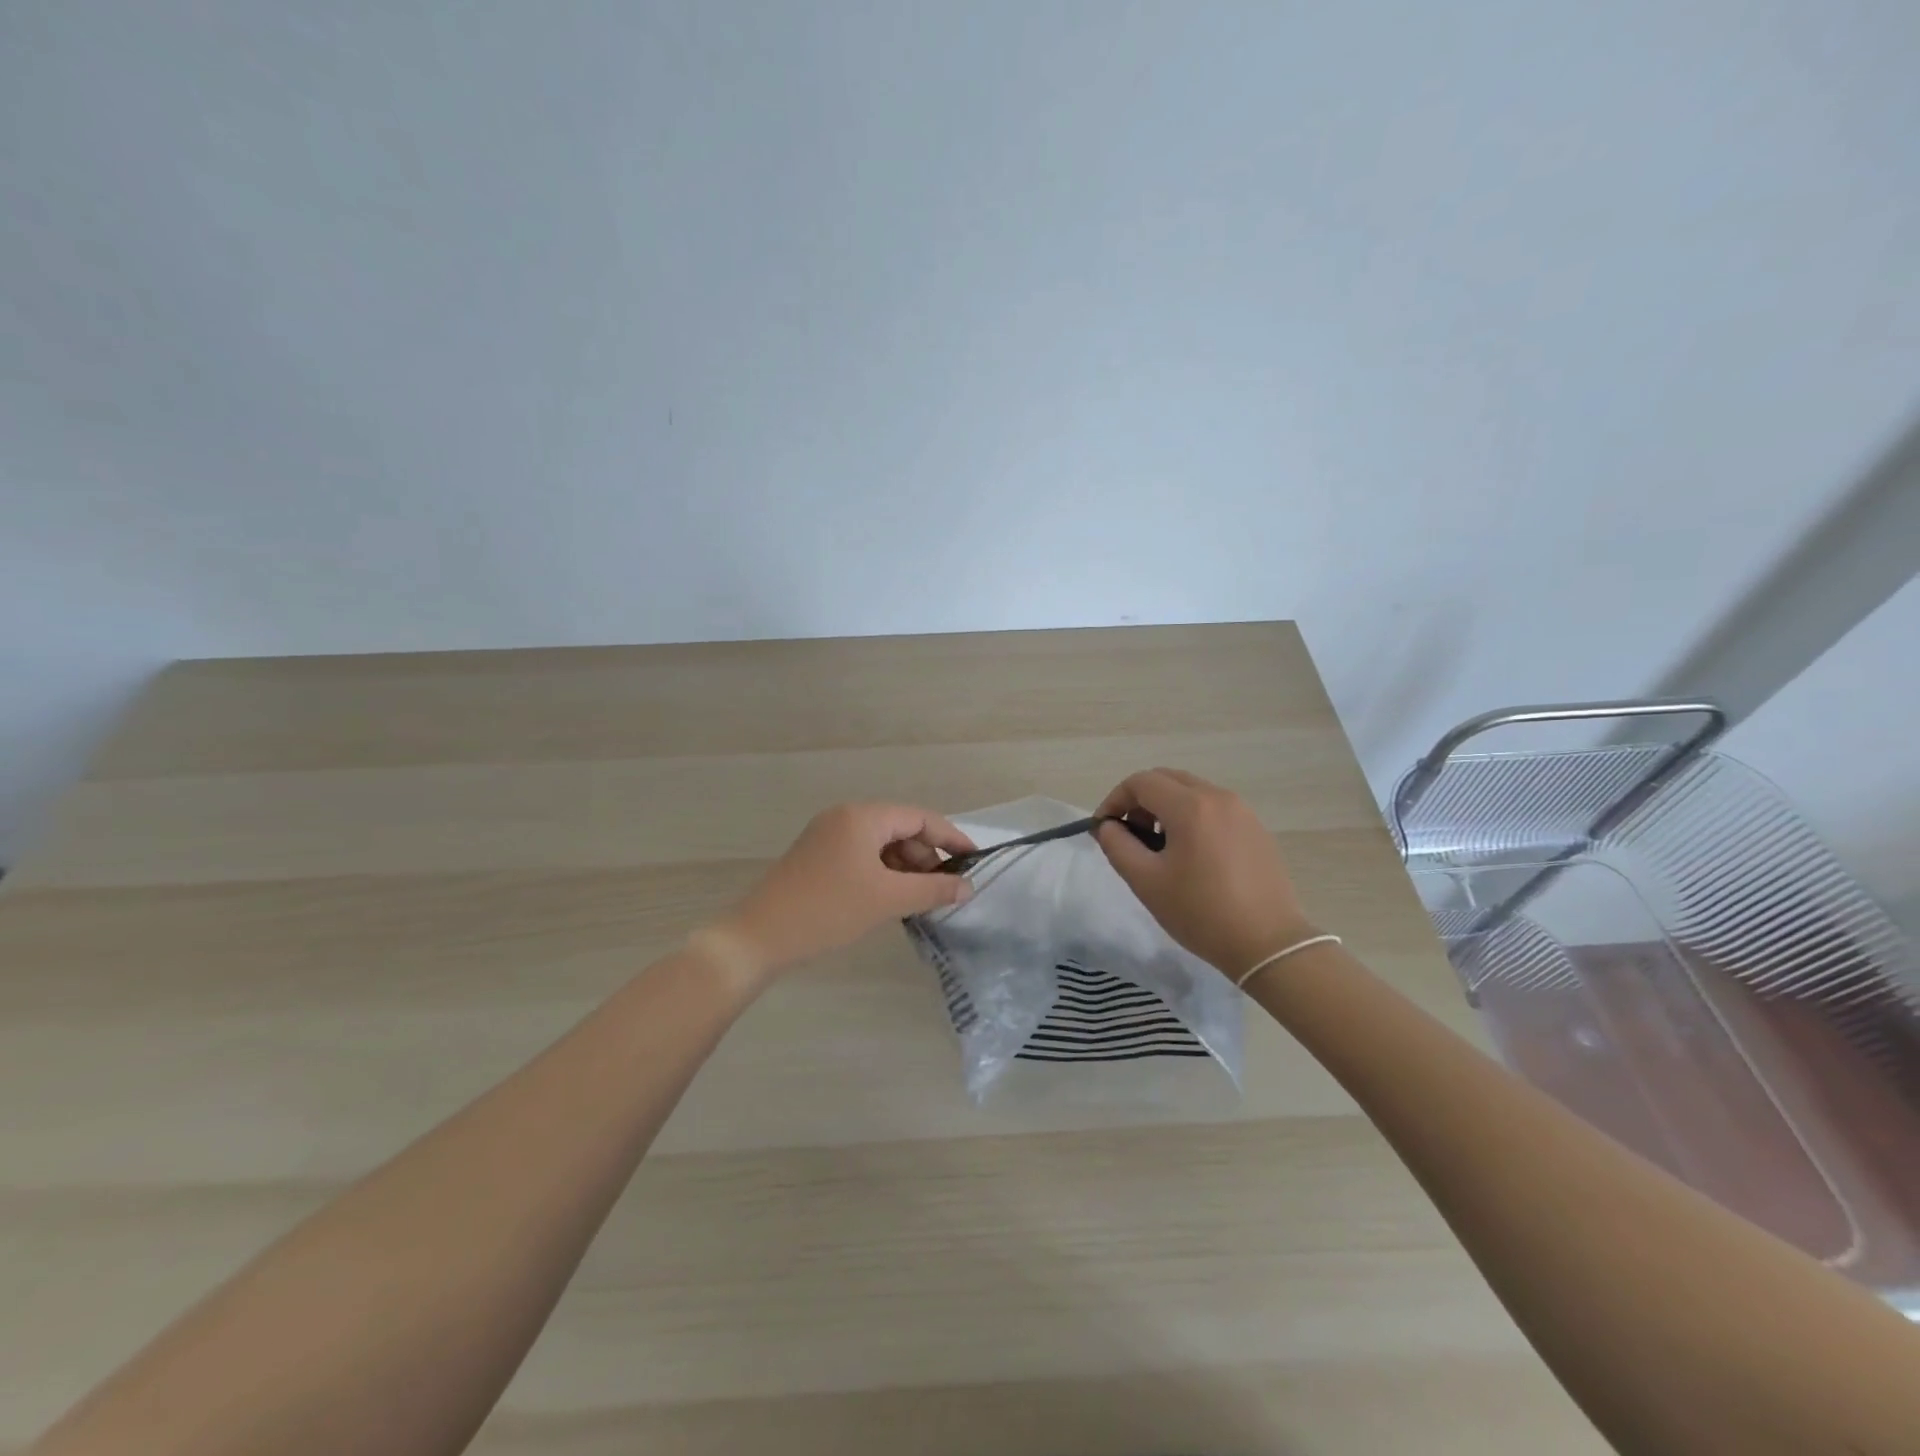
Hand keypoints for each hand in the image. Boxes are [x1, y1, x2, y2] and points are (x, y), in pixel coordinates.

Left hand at [714, 803, 975, 979]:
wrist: (758, 938)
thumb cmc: (828, 910)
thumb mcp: (887, 900)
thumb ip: (932, 889)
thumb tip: (968, 888)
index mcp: (862, 816)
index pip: (920, 818)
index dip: (950, 838)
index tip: (974, 862)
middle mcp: (845, 817)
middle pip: (900, 829)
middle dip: (926, 857)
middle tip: (944, 891)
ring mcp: (828, 836)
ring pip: (882, 845)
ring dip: (905, 868)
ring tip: (919, 900)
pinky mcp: (818, 857)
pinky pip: (862, 857)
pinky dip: (883, 874)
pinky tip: (891, 900)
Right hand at [1094, 768, 1316, 977]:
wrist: (1268, 944)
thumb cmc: (1200, 912)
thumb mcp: (1146, 881)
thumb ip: (1117, 845)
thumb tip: (1108, 826)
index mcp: (1190, 806)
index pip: (1141, 782)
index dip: (1115, 800)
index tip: (1104, 828)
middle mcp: (1218, 797)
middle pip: (1167, 779)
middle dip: (1140, 800)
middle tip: (1129, 834)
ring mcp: (1242, 812)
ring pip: (1192, 791)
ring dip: (1166, 808)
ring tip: (1159, 847)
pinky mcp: (1256, 829)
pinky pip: (1214, 808)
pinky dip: (1192, 817)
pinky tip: (1191, 856)